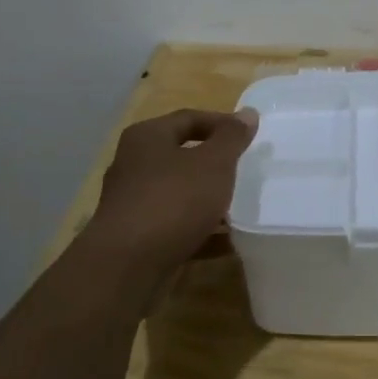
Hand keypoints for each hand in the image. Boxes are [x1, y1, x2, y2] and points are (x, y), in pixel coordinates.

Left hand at [86, 107, 258, 269]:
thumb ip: (232, 138)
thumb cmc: (173, 201)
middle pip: (181, 155)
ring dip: (208, 199)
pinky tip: (226, 242)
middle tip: (245, 170)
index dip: (222, 123)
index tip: (250, 136)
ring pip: (179, 193)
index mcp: (147, 137)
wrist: (127, 266)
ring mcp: (133, 202)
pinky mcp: (137, 236)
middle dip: (214, 164)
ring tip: (240, 208)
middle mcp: (134, 164)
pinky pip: (175, 225)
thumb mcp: (213, 163)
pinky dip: (200, 230)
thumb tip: (247, 113)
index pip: (189, 118)